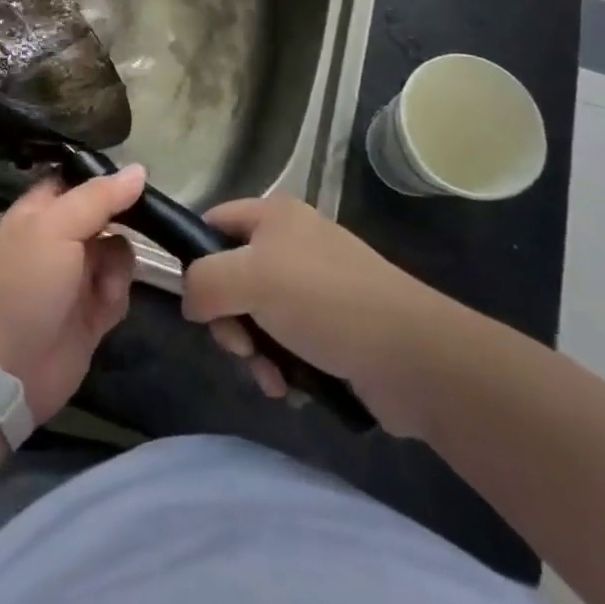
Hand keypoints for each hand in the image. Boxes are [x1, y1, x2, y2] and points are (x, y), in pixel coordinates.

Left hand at [0, 165, 145, 423]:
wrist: (6, 367)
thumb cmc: (25, 283)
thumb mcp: (57, 227)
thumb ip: (99, 197)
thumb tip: (140, 170)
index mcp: (43, 209)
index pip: (81, 180)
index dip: (108, 177)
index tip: (139, 179)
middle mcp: (62, 237)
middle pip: (108, 214)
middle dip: (123, 223)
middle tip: (142, 226)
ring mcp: (78, 275)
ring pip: (120, 251)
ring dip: (118, 266)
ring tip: (103, 284)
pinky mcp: (93, 311)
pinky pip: (120, 289)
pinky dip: (116, 295)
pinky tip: (102, 308)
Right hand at [180, 195, 464, 438]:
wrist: (413, 356)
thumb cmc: (324, 301)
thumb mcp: (250, 278)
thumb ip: (203, 281)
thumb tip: (191, 303)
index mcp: (274, 216)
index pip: (213, 223)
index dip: (196, 258)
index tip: (197, 300)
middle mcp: (292, 244)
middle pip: (231, 278)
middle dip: (229, 320)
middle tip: (240, 347)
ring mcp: (315, 288)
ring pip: (256, 317)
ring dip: (254, 353)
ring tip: (271, 377)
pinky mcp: (333, 329)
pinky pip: (286, 344)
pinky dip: (282, 367)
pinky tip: (291, 387)